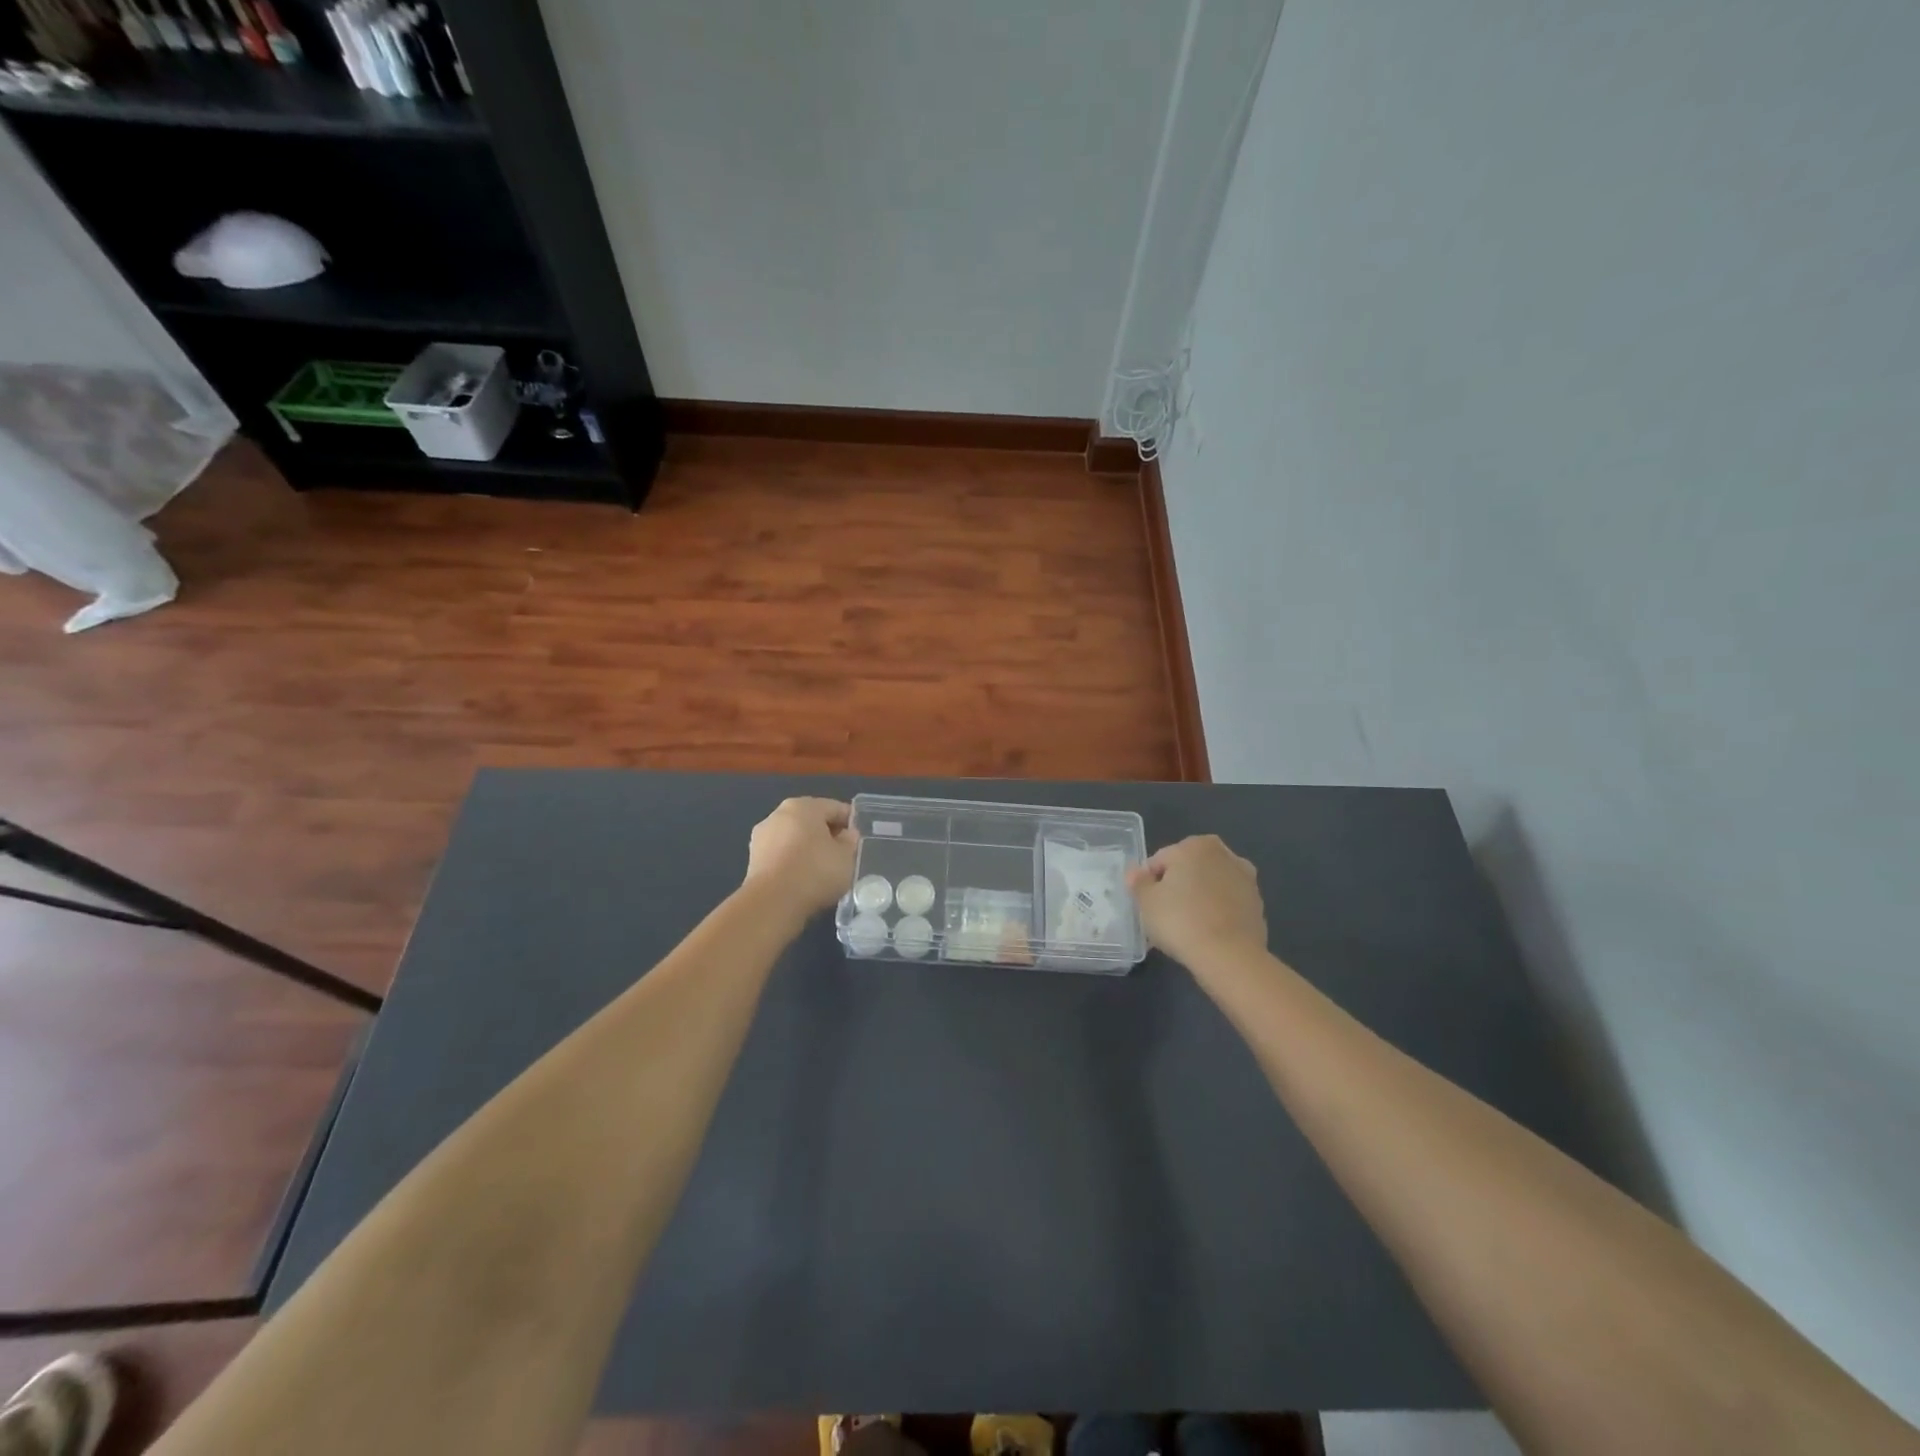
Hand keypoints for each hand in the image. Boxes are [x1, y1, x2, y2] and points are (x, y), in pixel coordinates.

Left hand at [743, 797, 859, 921]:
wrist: (772, 903)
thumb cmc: (815, 872)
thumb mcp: (846, 857)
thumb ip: (850, 841)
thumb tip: (846, 835)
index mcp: (804, 806)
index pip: (835, 808)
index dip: (851, 822)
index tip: (860, 839)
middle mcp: (779, 814)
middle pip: (812, 821)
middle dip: (828, 835)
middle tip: (844, 855)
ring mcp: (762, 836)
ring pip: (795, 838)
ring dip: (809, 849)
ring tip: (824, 870)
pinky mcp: (754, 859)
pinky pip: (782, 855)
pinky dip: (794, 862)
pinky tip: (804, 879)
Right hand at [1126, 834, 1266, 969]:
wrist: (1230, 956)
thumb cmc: (1181, 920)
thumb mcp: (1146, 901)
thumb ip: (1138, 882)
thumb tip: (1135, 872)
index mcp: (1196, 845)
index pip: (1161, 860)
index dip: (1149, 882)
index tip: (1146, 905)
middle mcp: (1225, 854)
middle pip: (1188, 870)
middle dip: (1176, 888)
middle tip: (1163, 915)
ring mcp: (1246, 880)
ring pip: (1209, 886)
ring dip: (1197, 899)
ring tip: (1185, 928)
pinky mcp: (1257, 905)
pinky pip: (1226, 904)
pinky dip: (1216, 913)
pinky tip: (1205, 934)